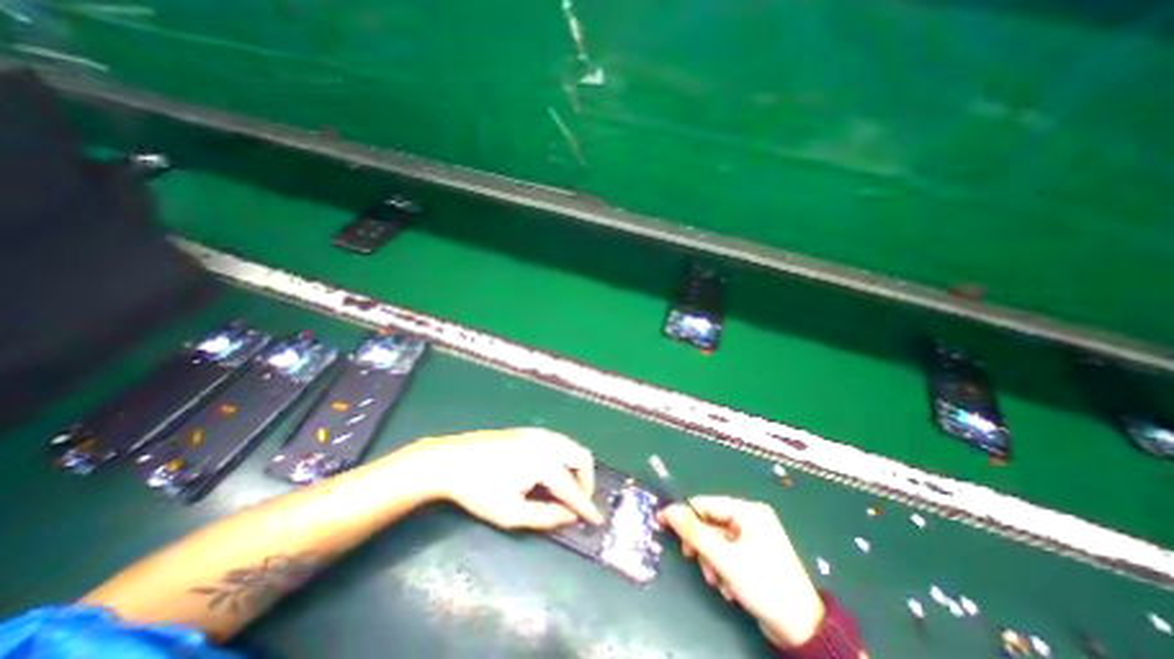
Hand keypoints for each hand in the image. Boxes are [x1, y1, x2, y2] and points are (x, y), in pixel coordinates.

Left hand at [404, 431, 603, 533]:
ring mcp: (539, 433)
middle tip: (579, 502)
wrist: (452, 459)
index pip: (572, 487)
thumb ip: (545, 516)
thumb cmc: (479, 490)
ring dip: (577, 467)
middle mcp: (547, 442)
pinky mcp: (530, 431)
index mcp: (544, 462)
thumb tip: (570, 517)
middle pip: (581, 457)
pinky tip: (553, 471)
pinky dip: (565, 457)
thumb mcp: (510, 513)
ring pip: (571, 446)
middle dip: (586, 481)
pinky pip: (559, 441)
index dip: (586, 506)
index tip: (598, 521)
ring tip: (568, 489)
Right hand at [660, 496, 822, 646]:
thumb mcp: (724, 559)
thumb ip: (694, 532)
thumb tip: (668, 510)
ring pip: (716, 541)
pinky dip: (722, 568)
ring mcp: (753, 537)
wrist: (802, 632)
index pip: (706, 504)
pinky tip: (729, 587)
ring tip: (717, 581)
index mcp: (748, 511)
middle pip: (710, 523)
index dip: (683, 513)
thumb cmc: (764, 586)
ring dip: (711, 561)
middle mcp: (751, 519)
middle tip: (692, 560)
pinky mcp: (754, 555)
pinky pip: (727, 553)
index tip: (662, 522)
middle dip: (702, 546)